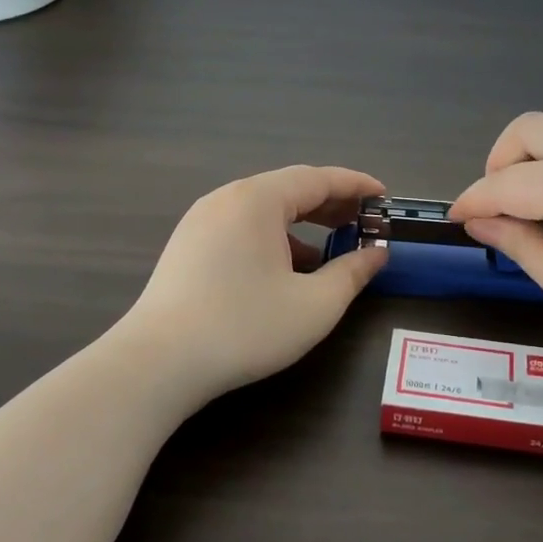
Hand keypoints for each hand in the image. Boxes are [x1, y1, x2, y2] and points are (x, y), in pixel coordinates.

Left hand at [120, 165, 388, 397]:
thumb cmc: (245, 327)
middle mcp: (227, 198)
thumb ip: (352, 273)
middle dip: (330, 204)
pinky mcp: (187, 245)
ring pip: (263, 209)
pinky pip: (241, 227)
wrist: (158, 362)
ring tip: (329, 249)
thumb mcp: (314, 305)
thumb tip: (376, 254)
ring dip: (301, 223)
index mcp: (258, 200)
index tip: (384, 196)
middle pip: (289, 189)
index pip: (318, 179)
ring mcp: (201, 220)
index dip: (356, 185)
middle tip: (363, 222)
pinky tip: (285, 270)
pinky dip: (272, 237)